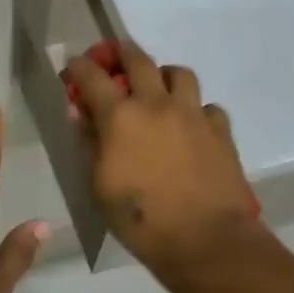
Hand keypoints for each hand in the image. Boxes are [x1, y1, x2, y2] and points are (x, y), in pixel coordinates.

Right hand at [66, 42, 267, 291]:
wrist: (206, 240)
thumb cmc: (140, 218)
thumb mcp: (98, 185)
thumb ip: (88, 142)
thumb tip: (80, 113)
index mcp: (120, 117)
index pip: (92, 77)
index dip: (79, 66)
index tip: (73, 64)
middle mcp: (156, 104)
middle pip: (139, 60)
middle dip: (121, 52)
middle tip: (114, 55)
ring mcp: (192, 115)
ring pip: (179, 73)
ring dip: (163, 75)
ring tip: (158, 89)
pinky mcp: (220, 131)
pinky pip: (207, 106)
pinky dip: (195, 110)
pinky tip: (190, 127)